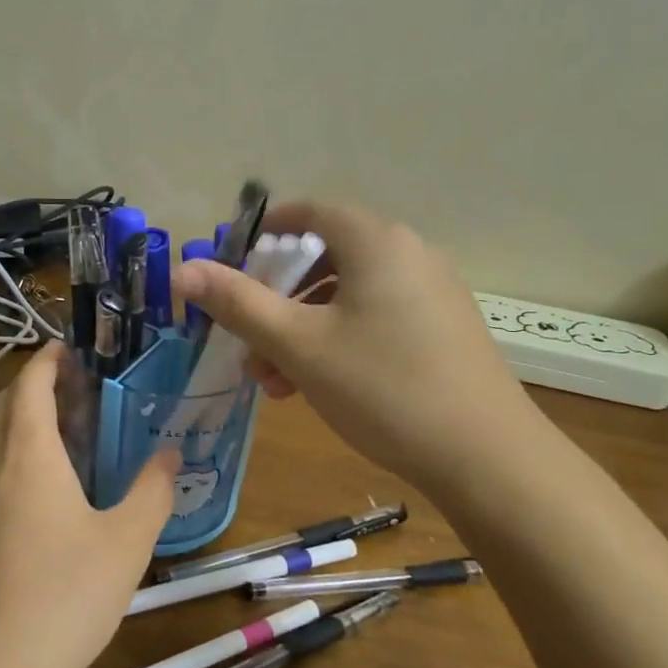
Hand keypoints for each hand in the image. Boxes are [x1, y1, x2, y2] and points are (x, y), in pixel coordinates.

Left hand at [0, 343, 178, 667]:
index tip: (73, 347)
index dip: (47, 358)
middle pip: (4, 405)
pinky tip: (49, 489)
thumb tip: (169, 452)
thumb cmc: (66, 594)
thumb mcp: (127, 541)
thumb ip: (152, 490)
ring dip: (23, 420)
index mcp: (27, 454)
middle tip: (77, 385)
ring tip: (69, 430)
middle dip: (34, 384)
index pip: (29, 383)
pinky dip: (16, 455)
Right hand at [175, 200, 537, 487]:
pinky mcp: (441, 330)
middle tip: (246, 337)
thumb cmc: (382, 388)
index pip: (311, 211)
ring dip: (301, 329)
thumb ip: (238, 303)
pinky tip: (314, 387)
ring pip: (347, 296)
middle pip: (325, 258)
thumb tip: (182, 270)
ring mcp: (431, 294)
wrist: (486, 456)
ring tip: (272, 381)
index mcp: (377, 242)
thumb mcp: (299, 345)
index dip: (265, 230)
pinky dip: (337, 341)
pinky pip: (375, 318)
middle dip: (276, 298)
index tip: (230, 260)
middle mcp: (409, 255)